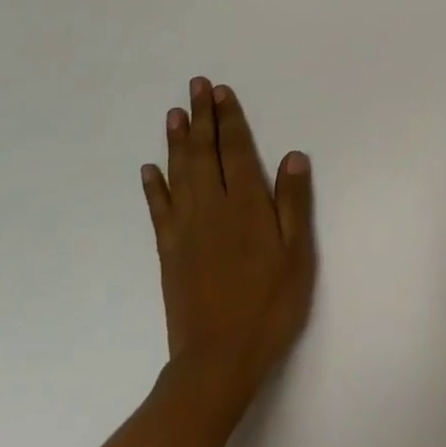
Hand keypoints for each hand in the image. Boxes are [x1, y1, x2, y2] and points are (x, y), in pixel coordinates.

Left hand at [140, 78, 315, 406]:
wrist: (218, 359)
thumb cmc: (269, 304)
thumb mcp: (296, 253)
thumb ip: (293, 202)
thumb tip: (293, 155)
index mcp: (246, 205)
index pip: (235, 150)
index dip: (229, 119)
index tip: (220, 91)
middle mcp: (212, 207)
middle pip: (204, 153)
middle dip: (201, 117)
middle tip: (195, 86)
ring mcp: (185, 229)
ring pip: (179, 173)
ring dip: (177, 141)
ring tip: (174, 114)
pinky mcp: (169, 251)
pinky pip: (159, 209)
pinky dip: (153, 186)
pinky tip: (149, 170)